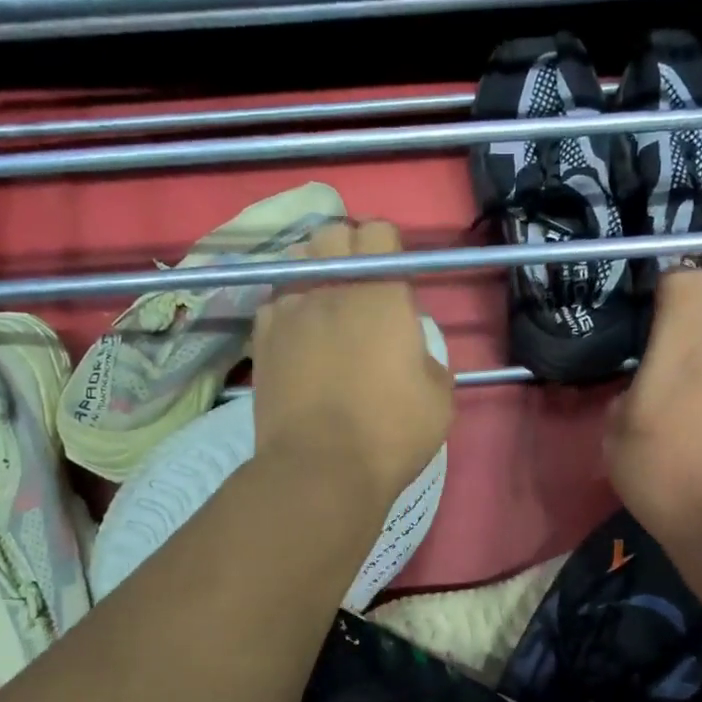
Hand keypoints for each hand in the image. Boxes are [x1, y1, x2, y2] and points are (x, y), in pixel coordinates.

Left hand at [252, 219, 454, 513]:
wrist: (321, 469)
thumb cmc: (390, 432)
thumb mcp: (439, 397)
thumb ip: (428, 357)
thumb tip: (411, 351)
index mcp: (380, 293)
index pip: (379, 233)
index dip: (390, 251)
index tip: (396, 283)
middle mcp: (330, 287)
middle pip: (333, 234)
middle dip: (349, 250)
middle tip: (362, 290)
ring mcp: (288, 309)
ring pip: (298, 262)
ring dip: (316, 273)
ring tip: (327, 309)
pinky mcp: (261, 337)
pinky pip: (275, 301)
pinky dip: (289, 308)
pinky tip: (299, 337)